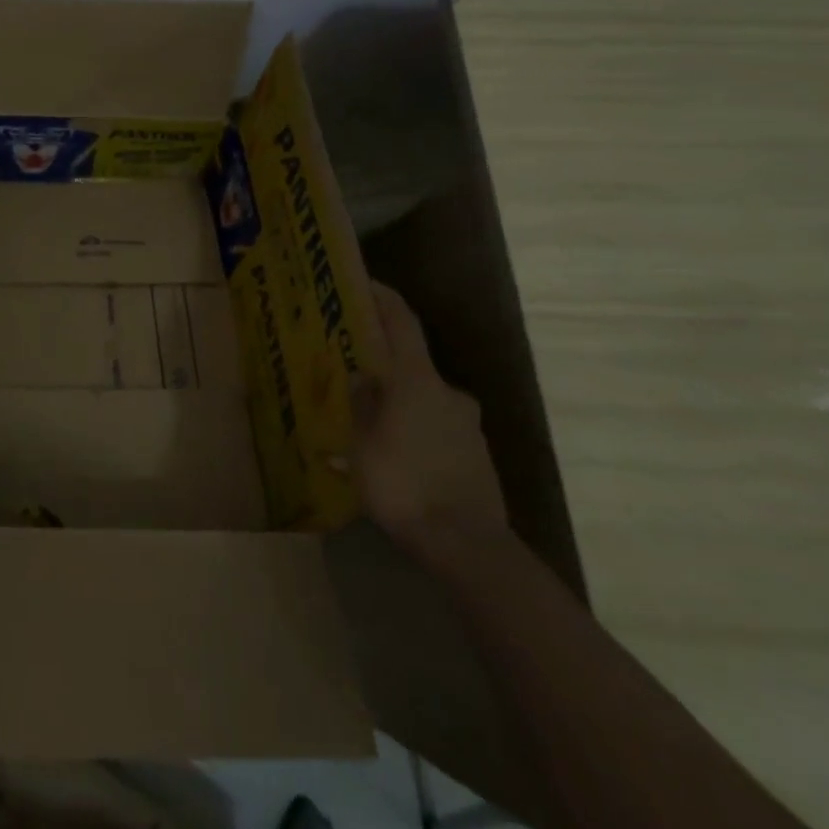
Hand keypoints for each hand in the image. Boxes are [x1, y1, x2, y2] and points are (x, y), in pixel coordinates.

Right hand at [354, 281, 509, 556]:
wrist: (466, 545)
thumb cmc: (403, 484)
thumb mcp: (363, 443)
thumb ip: (362, 404)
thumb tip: (363, 378)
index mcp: (418, 381)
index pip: (402, 323)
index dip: (383, 299)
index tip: (365, 283)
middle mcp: (449, 394)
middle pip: (412, 367)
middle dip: (383, 370)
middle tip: (352, 378)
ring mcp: (467, 425)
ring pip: (423, 403)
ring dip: (398, 407)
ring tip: (367, 427)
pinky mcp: (476, 456)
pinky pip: (436, 431)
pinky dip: (414, 435)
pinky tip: (393, 462)